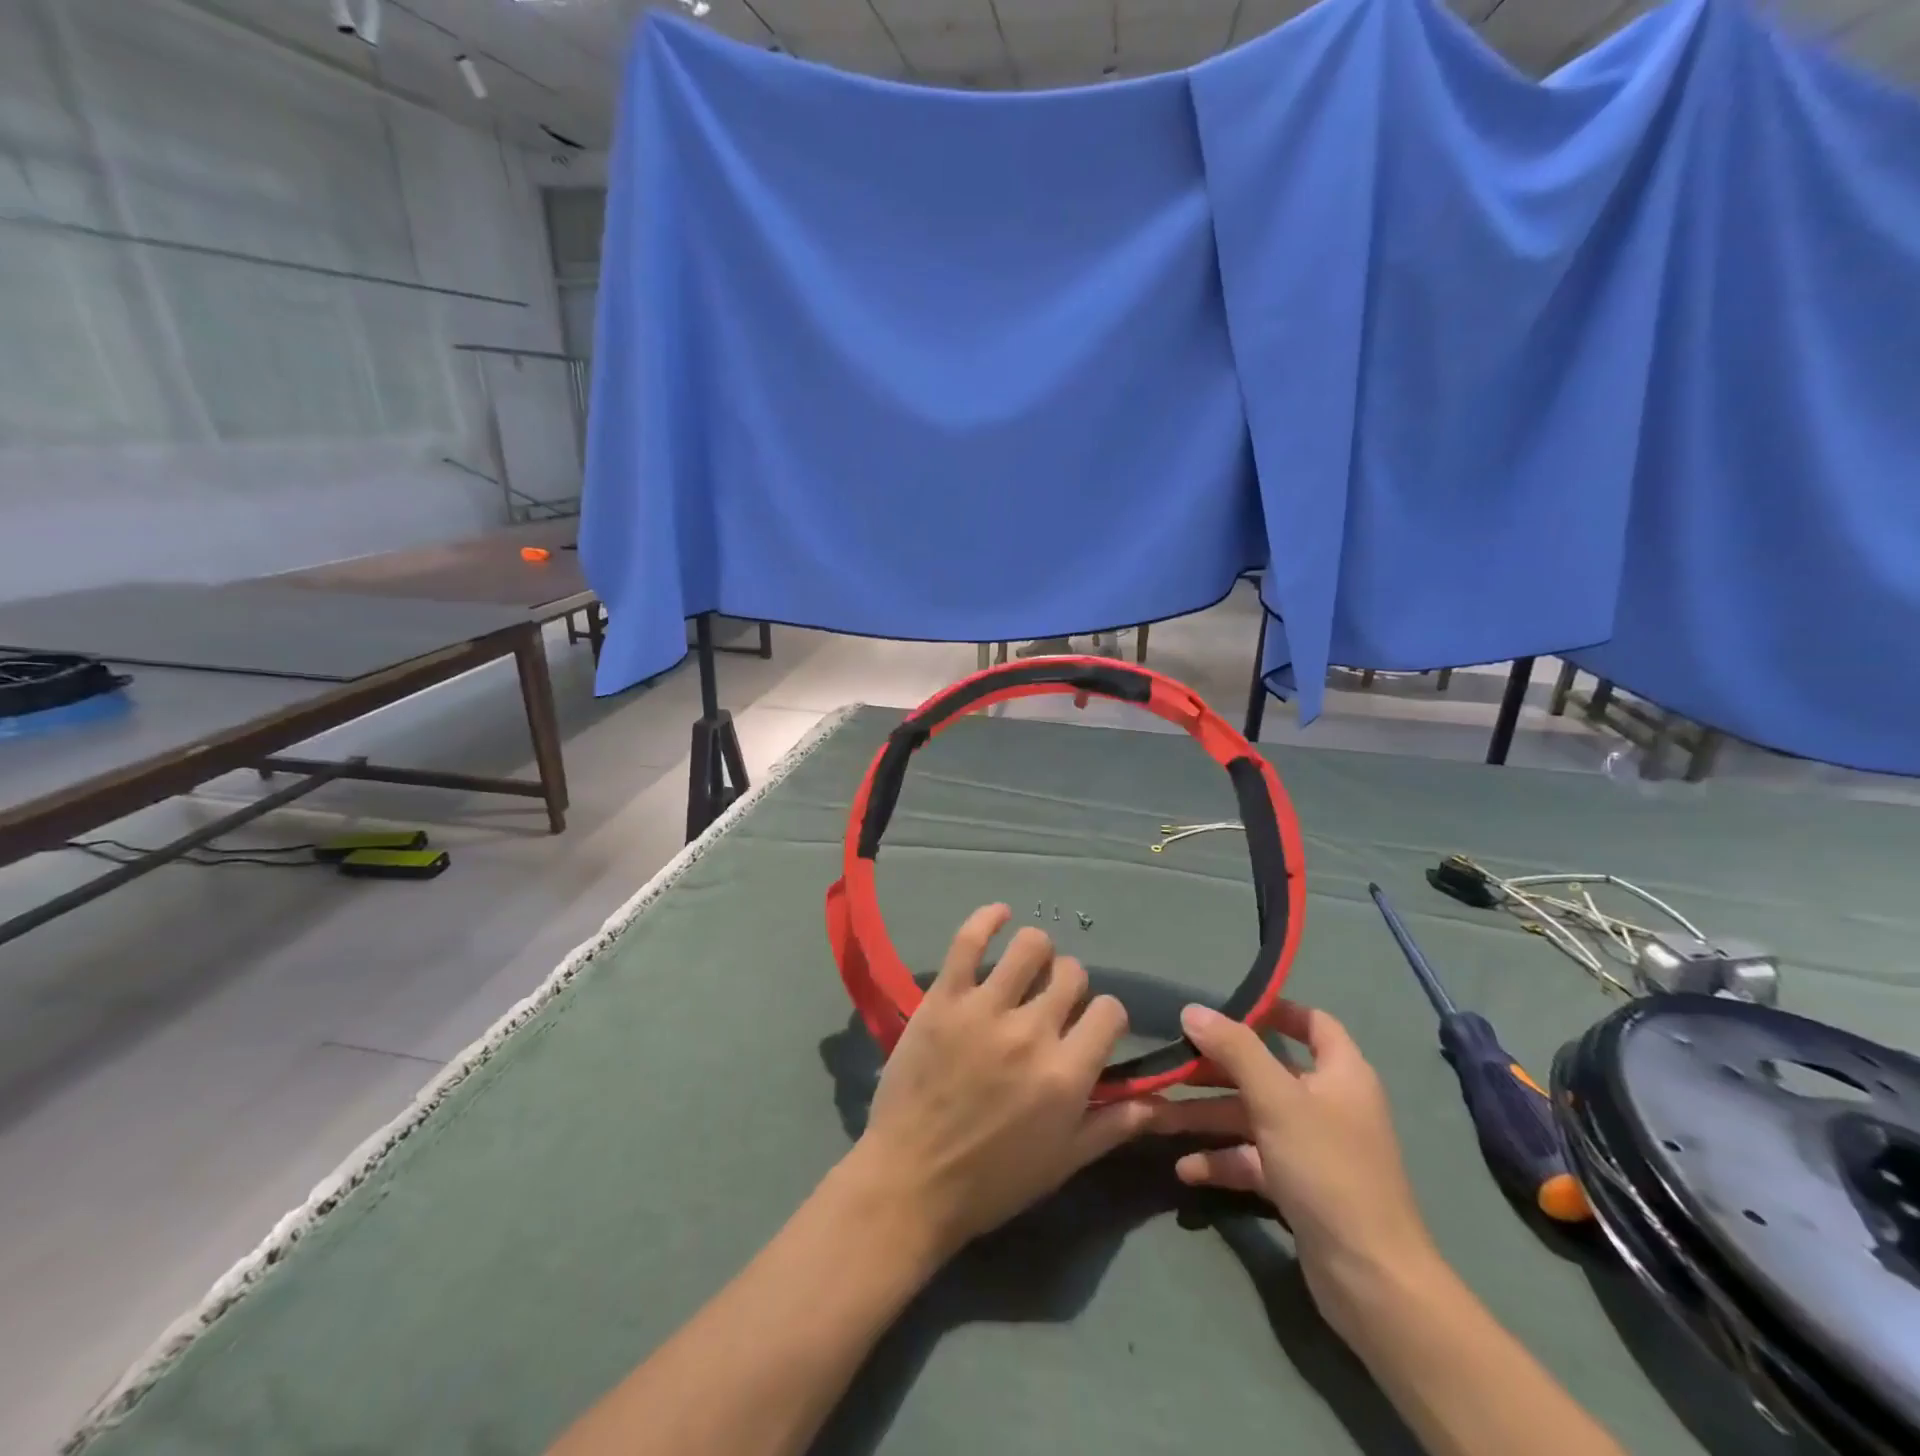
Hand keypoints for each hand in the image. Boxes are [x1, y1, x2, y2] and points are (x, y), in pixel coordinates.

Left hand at [841, 904, 1158, 1261]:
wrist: (911, 1182)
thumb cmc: (991, 1182)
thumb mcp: (1063, 1163)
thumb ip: (1112, 1126)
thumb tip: (1157, 1100)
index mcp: (1067, 1074)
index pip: (1110, 1011)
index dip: (1104, 1016)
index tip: (1086, 1027)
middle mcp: (1032, 1032)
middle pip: (1071, 974)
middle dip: (1069, 984)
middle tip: (1049, 1002)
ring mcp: (985, 1009)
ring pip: (1030, 946)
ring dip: (1035, 951)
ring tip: (1025, 966)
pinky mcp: (944, 997)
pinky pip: (969, 940)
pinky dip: (987, 918)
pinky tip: (998, 914)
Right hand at [1144, 1001, 1437, 1344]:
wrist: (1371, 1279)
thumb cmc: (1328, 1170)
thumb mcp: (1276, 1099)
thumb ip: (1234, 1049)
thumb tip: (1192, 1010)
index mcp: (1340, 1073)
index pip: (1312, 1023)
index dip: (1274, 1010)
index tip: (1225, 1009)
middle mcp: (1327, 1103)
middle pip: (1264, 1070)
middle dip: (1214, 1068)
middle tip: (1169, 1064)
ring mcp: (1311, 1147)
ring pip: (1249, 1115)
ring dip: (1205, 1115)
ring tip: (1155, 1116)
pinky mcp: (1297, 1186)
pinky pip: (1251, 1158)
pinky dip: (1220, 1159)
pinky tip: (1184, 1168)